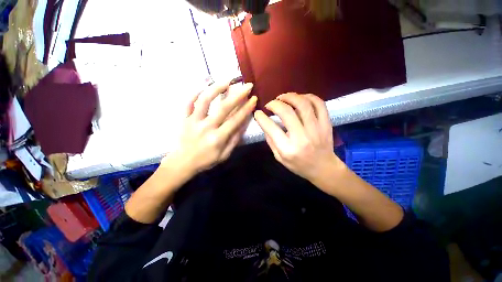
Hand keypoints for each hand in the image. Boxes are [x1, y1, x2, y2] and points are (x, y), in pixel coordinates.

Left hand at [162, 82, 256, 176]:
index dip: (246, 108)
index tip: (253, 98)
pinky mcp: (184, 118)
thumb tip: (243, 124)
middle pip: (223, 107)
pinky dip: (195, 92)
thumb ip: (234, 139)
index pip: (235, 120)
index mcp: (218, 138)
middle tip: (247, 85)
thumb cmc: (206, 160)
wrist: (183, 162)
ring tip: (226, 80)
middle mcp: (206, 127)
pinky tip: (204, 85)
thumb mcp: (224, 155)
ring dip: (216, 88)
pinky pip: (188, 102)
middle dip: (237, 95)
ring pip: (204, 100)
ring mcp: (194, 121)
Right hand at [254, 93, 343, 186]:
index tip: (258, 113)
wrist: (323, 168)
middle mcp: (301, 137)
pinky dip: (308, 97)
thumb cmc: (299, 165)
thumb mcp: (279, 158)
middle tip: (270, 104)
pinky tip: (300, 99)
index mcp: (288, 149)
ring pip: (303, 104)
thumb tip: (265, 123)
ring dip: (290, 96)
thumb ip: (271, 141)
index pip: (271, 128)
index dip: (261, 117)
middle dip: (274, 104)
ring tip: (282, 98)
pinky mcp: (326, 124)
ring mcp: (316, 129)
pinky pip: (319, 104)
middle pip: (286, 112)